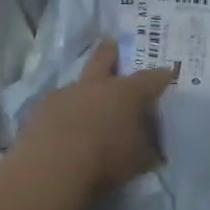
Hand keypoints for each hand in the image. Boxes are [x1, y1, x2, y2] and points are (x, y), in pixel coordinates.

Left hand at [14, 41, 176, 198]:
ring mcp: (65, 93)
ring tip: (84, 101)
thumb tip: (155, 148)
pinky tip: (60, 126)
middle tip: (111, 43)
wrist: (51, 167)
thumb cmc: (104, 160)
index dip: (161, 76)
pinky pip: (56, 104)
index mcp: (125, 93)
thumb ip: (147, 150)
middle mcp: (95, 85)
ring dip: (83, 89)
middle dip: (110, 50)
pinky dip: (62, 111)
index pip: (149, 79)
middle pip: (104, 58)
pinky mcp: (41, 108)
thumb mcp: (138, 161)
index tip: (168, 73)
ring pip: (77, 82)